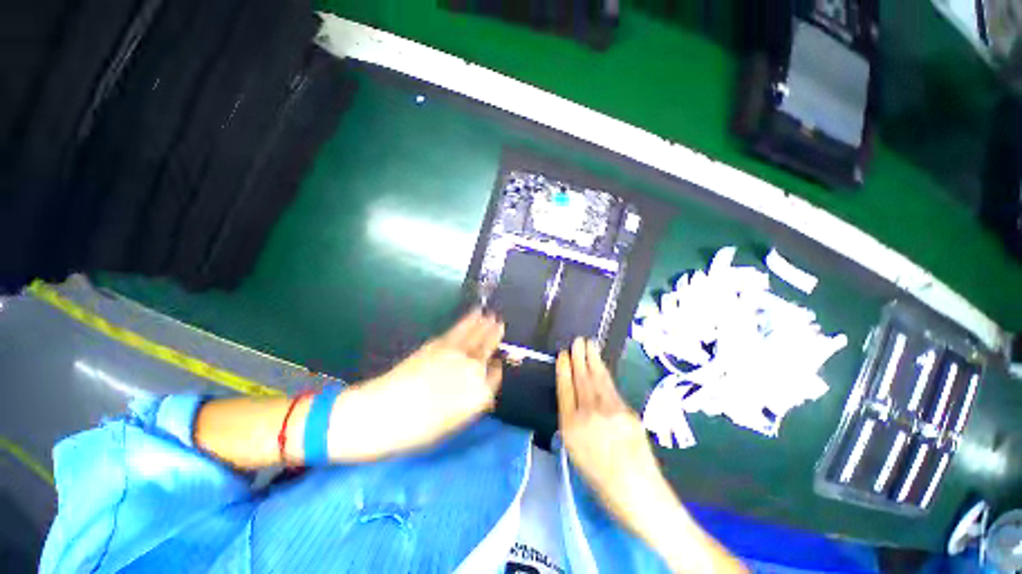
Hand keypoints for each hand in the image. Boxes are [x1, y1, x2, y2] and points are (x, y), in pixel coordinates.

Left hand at [333, 309, 504, 458]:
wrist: (381, 413)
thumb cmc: (416, 429)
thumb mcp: (450, 425)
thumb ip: (471, 404)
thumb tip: (482, 392)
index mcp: (478, 395)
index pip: (494, 376)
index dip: (496, 368)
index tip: (497, 363)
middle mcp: (473, 370)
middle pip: (488, 350)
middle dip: (495, 337)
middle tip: (500, 325)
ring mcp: (457, 354)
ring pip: (477, 336)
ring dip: (486, 325)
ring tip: (492, 316)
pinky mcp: (440, 344)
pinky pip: (461, 329)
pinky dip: (469, 320)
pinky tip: (475, 315)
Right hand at [556, 338, 746, 572]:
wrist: (641, 495)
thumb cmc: (602, 482)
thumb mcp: (577, 455)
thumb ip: (572, 425)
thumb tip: (574, 402)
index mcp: (571, 429)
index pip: (565, 391)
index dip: (563, 371)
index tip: (562, 355)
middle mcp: (588, 415)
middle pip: (581, 380)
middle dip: (578, 358)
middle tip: (577, 340)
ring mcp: (609, 412)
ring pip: (597, 379)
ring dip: (592, 360)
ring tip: (588, 344)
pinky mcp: (627, 412)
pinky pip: (611, 388)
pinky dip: (605, 373)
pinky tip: (601, 365)